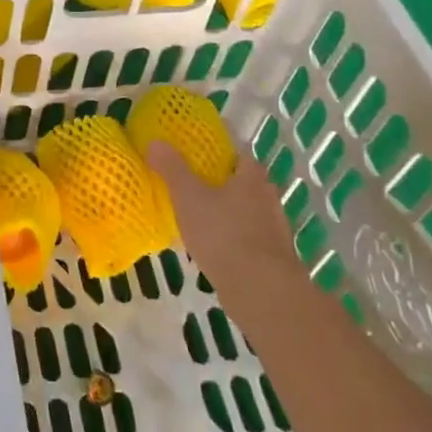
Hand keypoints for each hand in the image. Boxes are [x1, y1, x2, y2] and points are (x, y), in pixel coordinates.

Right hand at [146, 142, 305, 302]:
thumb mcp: (188, 197)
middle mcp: (269, 200)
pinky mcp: (274, 259)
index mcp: (252, 179)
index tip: (202, 162)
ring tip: (203, 223)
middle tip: (197, 191)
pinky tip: (217, 252)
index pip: (241, 157)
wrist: (260, 289)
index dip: (223, 157)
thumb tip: (155, 141)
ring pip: (250, 215)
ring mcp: (276, 231)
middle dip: (226, 187)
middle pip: (248, 186)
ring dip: (232, 217)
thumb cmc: (222, 233)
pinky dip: (236, 243)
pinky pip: (251, 242)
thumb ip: (172, 169)